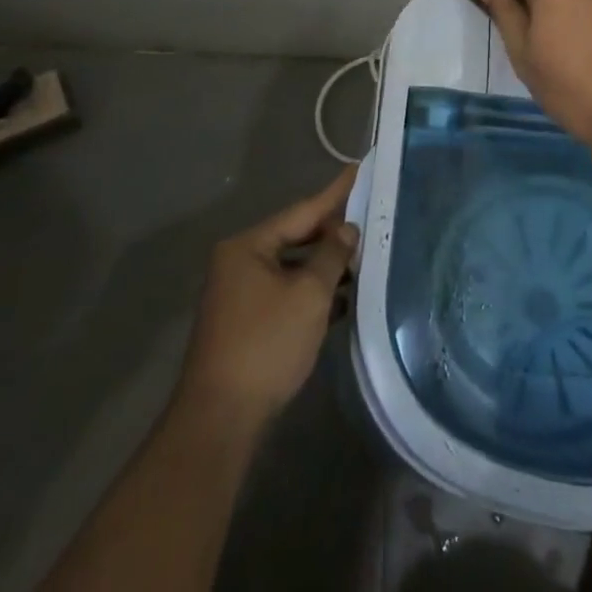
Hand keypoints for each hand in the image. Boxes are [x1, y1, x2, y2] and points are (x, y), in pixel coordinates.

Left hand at [175, 168, 358, 427]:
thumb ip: (331, 255)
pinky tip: (343, 297)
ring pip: (292, 267)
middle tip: (371, 219)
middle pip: (296, 236)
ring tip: (364, 258)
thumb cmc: (266, 346)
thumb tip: (346, 229)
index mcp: (248, 246)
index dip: (336, 193)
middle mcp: (239, 262)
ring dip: (325, 266)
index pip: (302, 210)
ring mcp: (240, 294)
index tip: (360, 169)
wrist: (220, 421)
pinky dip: (311, 292)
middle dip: (332, 234)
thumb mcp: (309, 295)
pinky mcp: (247, 323)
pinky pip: (286, 292)